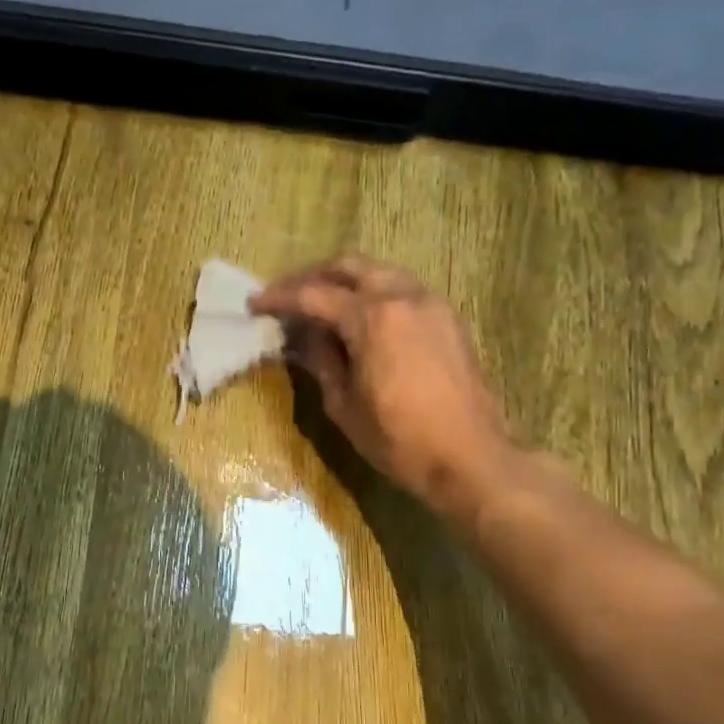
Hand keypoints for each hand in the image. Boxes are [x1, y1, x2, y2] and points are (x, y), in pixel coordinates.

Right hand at [250, 257, 512, 512]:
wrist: (469, 457)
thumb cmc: (399, 440)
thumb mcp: (345, 406)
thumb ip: (322, 362)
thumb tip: (307, 338)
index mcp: (373, 318)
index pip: (315, 295)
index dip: (280, 298)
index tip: (255, 303)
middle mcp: (403, 297)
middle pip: (350, 266)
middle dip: (313, 276)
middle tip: (288, 295)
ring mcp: (431, 304)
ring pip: (380, 272)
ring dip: (346, 281)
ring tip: (322, 305)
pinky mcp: (448, 319)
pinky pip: (403, 290)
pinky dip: (375, 293)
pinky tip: (361, 319)